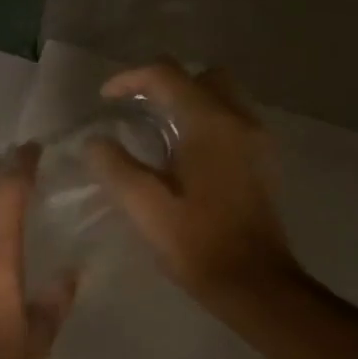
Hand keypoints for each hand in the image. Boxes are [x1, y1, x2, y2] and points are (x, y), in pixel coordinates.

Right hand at [87, 61, 299, 307]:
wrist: (253, 283)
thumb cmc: (196, 243)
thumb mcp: (144, 206)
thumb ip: (115, 166)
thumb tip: (95, 142)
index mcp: (210, 124)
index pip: (168, 75)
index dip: (131, 79)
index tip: (105, 98)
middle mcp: (240, 120)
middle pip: (203, 76)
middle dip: (167, 83)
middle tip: (137, 108)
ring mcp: (257, 140)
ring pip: (222, 96)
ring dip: (188, 101)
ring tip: (155, 130)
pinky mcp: (263, 160)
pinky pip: (232, 120)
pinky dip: (205, 120)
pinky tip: (182, 154)